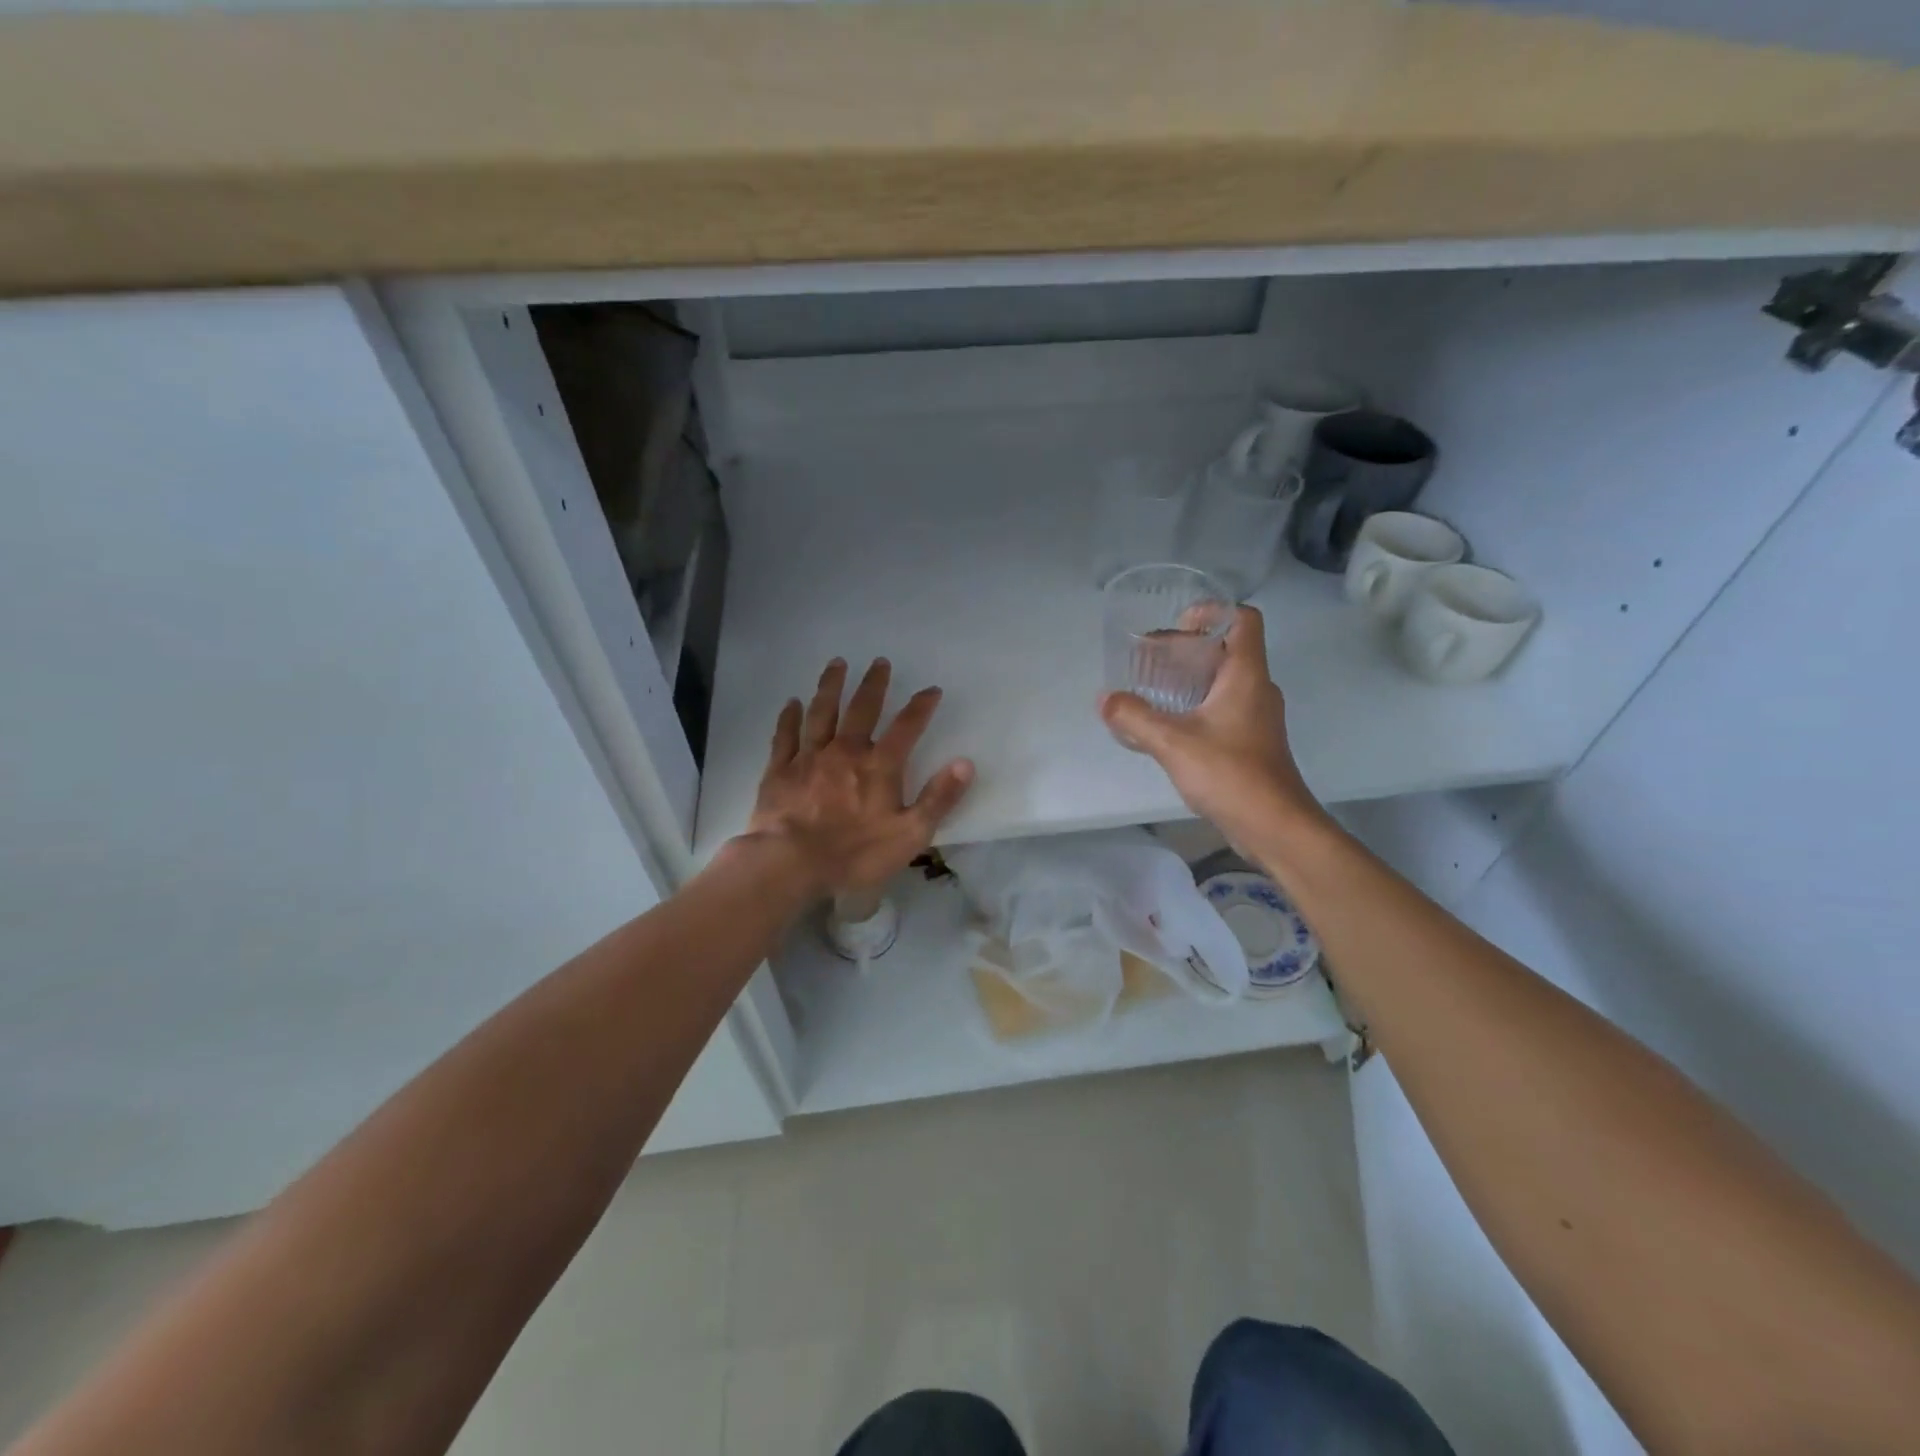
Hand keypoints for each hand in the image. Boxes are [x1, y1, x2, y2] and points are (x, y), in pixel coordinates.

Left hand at [746, 658, 974, 897]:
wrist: (791, 863)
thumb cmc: (855, 853)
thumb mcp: (910, 834)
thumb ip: (939, 797)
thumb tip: (965, 763)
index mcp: (879, 766)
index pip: (906, 727)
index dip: (921, 707)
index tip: (931, 690)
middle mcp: (845, 751)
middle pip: (862, 709)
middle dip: (874, 684)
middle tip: (879, 661)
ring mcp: (810, 757)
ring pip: (822, 712)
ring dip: (831, 686)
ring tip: (837, 664)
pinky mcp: (780, 769)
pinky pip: (786, 735)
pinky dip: (790, 717)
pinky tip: (792, 702)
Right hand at [1100, 605, 1325, 848]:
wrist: (1274, 825)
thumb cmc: (1230, 773)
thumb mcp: (1173, 742)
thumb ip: (1135, 717)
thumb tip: (1104, 699)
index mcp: (1246, 675)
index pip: (1243, 620)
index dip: (1211, 612)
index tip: (1177, 625)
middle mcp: (1256, 689)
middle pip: (1227, 650)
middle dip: (1187, 648)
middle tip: (1150, 659)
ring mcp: (1257, 717)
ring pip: (1224, 681)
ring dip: (1190, 678)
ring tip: (1153, 688)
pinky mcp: (1251, 742)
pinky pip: (1222, 708)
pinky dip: (1196, 705)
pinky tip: (1168, 725)